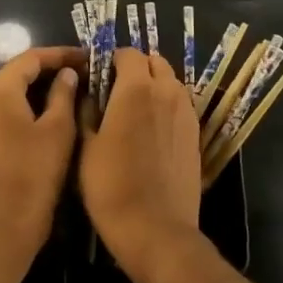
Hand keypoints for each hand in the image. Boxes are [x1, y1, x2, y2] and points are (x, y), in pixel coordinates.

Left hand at [0, 46, 83, 275]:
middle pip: (18, 71)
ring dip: (40, 86)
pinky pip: (5, 108)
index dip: (61, 54)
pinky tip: (52, 109)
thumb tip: (67, 73)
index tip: (87, 56)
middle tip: (83, 70)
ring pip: (12, 90)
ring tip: (73, 86)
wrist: (5, 226)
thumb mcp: (58, 129)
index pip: (31, 58)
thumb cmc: (35, 174)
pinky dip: (28, 103)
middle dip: (51, 68)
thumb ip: (63, 93)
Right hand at [79, 47, 201, 282]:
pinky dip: (167, 105)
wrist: (156, 229)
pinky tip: (152, 129)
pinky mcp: (196, 134)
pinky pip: (181, 105)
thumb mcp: (86, 147)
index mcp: (136, 88)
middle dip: (136, 68)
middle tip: (116, 90)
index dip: (111, 60)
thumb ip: (87, 110)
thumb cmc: (111, 186)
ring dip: (154, 85)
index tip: (98, 76)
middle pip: (155, 62)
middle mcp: (166, 92)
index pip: (127, 53)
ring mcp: (186, 112)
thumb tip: (87, 92)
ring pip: (171, 82)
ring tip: (135, 110)